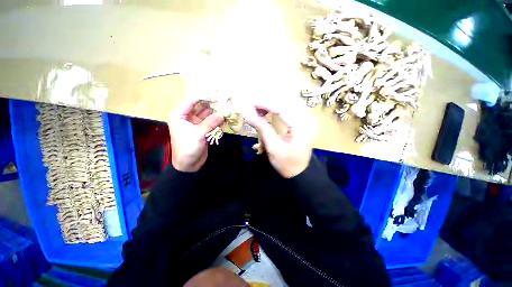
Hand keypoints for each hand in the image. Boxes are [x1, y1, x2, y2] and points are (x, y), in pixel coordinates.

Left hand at [168, 99, 223, 171]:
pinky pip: (211, 123)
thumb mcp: (198, 134)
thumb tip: (222, 114)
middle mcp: (188, 118)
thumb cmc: (187, 148)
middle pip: (201, 108)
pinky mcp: (203, 130)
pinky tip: (225, 119)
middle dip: (212, 105)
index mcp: (180, 115)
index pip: (192, 102)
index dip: (203, 97)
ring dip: (216, 114)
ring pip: (208, 115)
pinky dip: (217, 121)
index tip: (216, 94)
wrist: (189, 165)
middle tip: (224, 102)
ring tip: (227, 110)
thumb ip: (210, 123)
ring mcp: (196, 124)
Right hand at [244, 101, 314, 177]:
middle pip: (283, 106)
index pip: (282, 109)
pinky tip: (266, 117)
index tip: (252, 103)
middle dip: (267, 105)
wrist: (300, 174)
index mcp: (300, 127)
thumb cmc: (287, 164)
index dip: (266, 105)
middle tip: (253, 107)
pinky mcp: (298, 126)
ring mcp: (301, 123)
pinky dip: (274, 115)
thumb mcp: (273, 148)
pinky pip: (285, 116)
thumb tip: (249, 117)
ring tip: (258, 112)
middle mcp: (303, 121)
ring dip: (270, 109)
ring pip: (284, 110)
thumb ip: (263, 130)